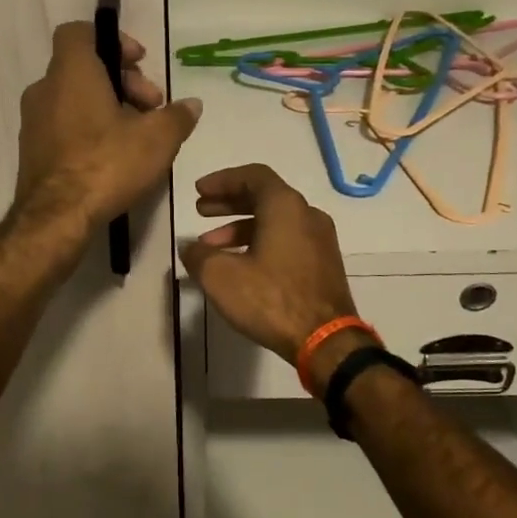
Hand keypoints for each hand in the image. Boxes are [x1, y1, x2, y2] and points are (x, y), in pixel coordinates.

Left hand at [14, 21, 202, 231]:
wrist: (56, 218)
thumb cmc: (106, 165)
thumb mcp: (157, 140)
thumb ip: (177, 116)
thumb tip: (192, 105)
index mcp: (71, 73)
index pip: (79, 32)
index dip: (112, 40)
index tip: (140, 63)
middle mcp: (45, 90)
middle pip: (84, 68)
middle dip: (122, 81)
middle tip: (151, 108)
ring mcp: (33, 122)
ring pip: (74, 99)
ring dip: (107, 107)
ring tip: (137, 136)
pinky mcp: (32, 151)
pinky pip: (64, 125)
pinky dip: (88, 129)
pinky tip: (113, 157)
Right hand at [181, 164, 362, 371]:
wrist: (325, 340)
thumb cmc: (271, 299)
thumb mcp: (220, 276)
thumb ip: (199, 255)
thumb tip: (191, 247)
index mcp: (286, 206)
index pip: (253, 176)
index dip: (222, 180)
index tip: (199, 191)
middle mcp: (307, 215)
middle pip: (264, 197)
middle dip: (229, 203)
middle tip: (201, 211)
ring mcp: (320, 240)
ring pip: (275, 222)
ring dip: (241, 228)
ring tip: (212, 248)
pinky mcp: (323, 264)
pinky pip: (287, 241)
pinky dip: (261, 243)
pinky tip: (240, 266)